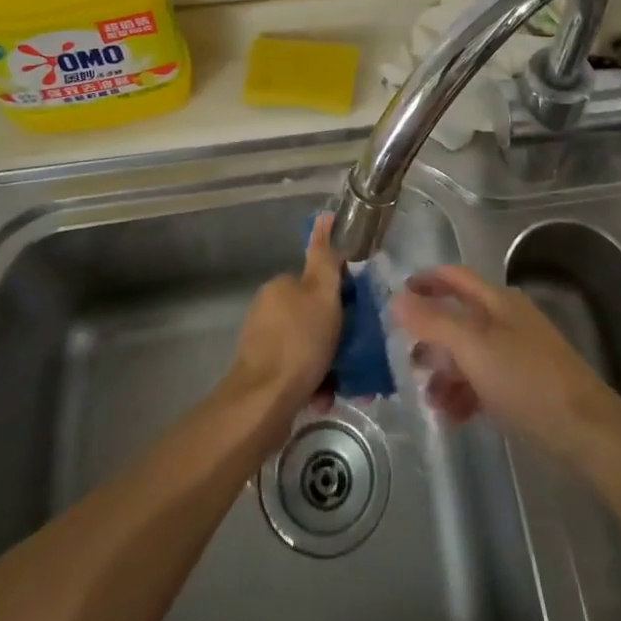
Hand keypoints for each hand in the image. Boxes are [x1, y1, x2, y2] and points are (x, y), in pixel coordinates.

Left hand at [225, 213, 343, 433]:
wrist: (264, 402)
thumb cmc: (299, 343)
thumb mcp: (322, 295)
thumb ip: (326, 259)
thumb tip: (325, 218)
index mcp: (280, 286)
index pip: (317, 282)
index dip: (341, 297)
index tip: (358, 315)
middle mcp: (268, 309)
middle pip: (314, 316)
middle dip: (337, 335)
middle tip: (358, 352)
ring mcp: (262, 343)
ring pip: (308, 347)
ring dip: (329, 362)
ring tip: (347, 382)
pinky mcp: (262, 375)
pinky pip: (298, 372)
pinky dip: (314, 382)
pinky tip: (326, 397)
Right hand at [393, 265, 620, 461]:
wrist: (584, 431)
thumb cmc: (526, 379)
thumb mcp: (473, 347)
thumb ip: (433, 322)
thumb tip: (396, 298)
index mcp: (497, 301)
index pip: (454, 277)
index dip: (424, 281)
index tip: (394, 297)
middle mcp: (506, 321)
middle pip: (458, 318)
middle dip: (430, 338)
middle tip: (404, 360)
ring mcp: (516, 355)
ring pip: (468, 355)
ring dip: (444, 373)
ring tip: (428, 399)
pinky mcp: (523, 388)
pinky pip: (483, 383)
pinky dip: (464, 395)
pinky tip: (451, 417)